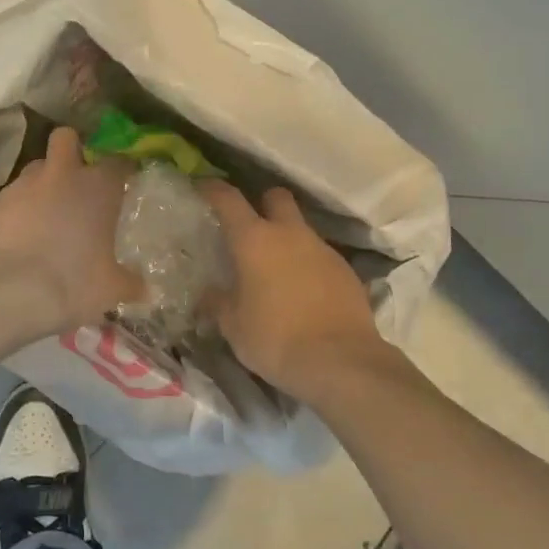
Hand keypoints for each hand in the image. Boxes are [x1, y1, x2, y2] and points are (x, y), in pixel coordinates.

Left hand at [0, 126, 140, 337]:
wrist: (9, 293)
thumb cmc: (74, 283)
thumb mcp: (112, 289)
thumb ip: (130, 282)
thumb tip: (143, 287)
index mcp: (98, 188)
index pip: (117, 162)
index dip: (122, 169)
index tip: (125, 181)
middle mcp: (61, 176)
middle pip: (66, 139)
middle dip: (72, 150)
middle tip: (78, 178)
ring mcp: (22, 186)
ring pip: (35, 168)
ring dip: (44, 182)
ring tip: (47, 212)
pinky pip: (11, 197)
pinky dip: (18, 209)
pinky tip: (20, 235)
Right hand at [198, 181, 391, 398]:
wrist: (341, 361)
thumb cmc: (275, 339)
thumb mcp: (233, 326)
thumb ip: (218, 302)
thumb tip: (209, 293)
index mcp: (255, 240)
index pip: (228, 199)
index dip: (212, 189)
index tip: (202, 187)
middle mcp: (290, 234)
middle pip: (276, 197)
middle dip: (262, 203)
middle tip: (249, 227)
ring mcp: (322, 249)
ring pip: (301, 228)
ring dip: (286, 238)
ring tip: (275, 269)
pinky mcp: (346, 270)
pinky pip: (320, 255)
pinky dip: (307, 264)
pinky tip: (302, 292)